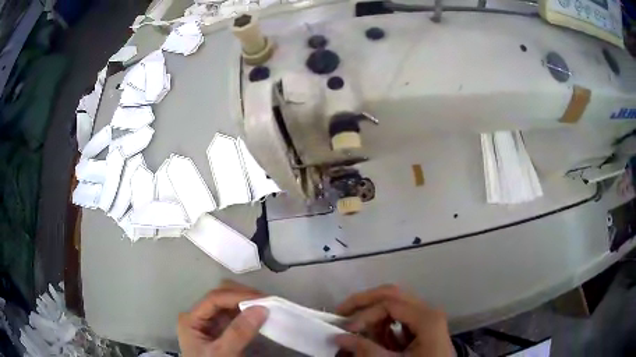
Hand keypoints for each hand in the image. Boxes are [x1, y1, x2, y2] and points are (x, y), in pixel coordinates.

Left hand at [177, 280, 267, 356]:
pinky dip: (246, 312)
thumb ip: (238, 332)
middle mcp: (198, 315)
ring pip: (227, 303)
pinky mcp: (219, 329)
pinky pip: (233, 315)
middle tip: (266, 302)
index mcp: (191, 319)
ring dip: (246, 302)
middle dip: (242, 296)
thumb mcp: (223, 353)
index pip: (214, 298)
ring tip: (266, 306)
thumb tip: (261, 308)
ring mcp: (208, 322)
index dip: (238, 295)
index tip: (263, 299)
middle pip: (220, 296)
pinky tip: (258, 315)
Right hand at [335, 285, 453, 356]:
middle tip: (341, 312)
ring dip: (372, 315)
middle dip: (364, 302)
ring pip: (394, 305)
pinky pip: (398, 319)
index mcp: (427, 318)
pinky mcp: (422, 328)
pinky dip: (382, 325)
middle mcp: (428, 312)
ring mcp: (425, 318)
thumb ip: (366, 350)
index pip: (389, 304)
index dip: (364, 315)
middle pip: (392, 295)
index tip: (345, 330)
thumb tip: (338, 337)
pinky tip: (373, 337)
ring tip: (355, 329)